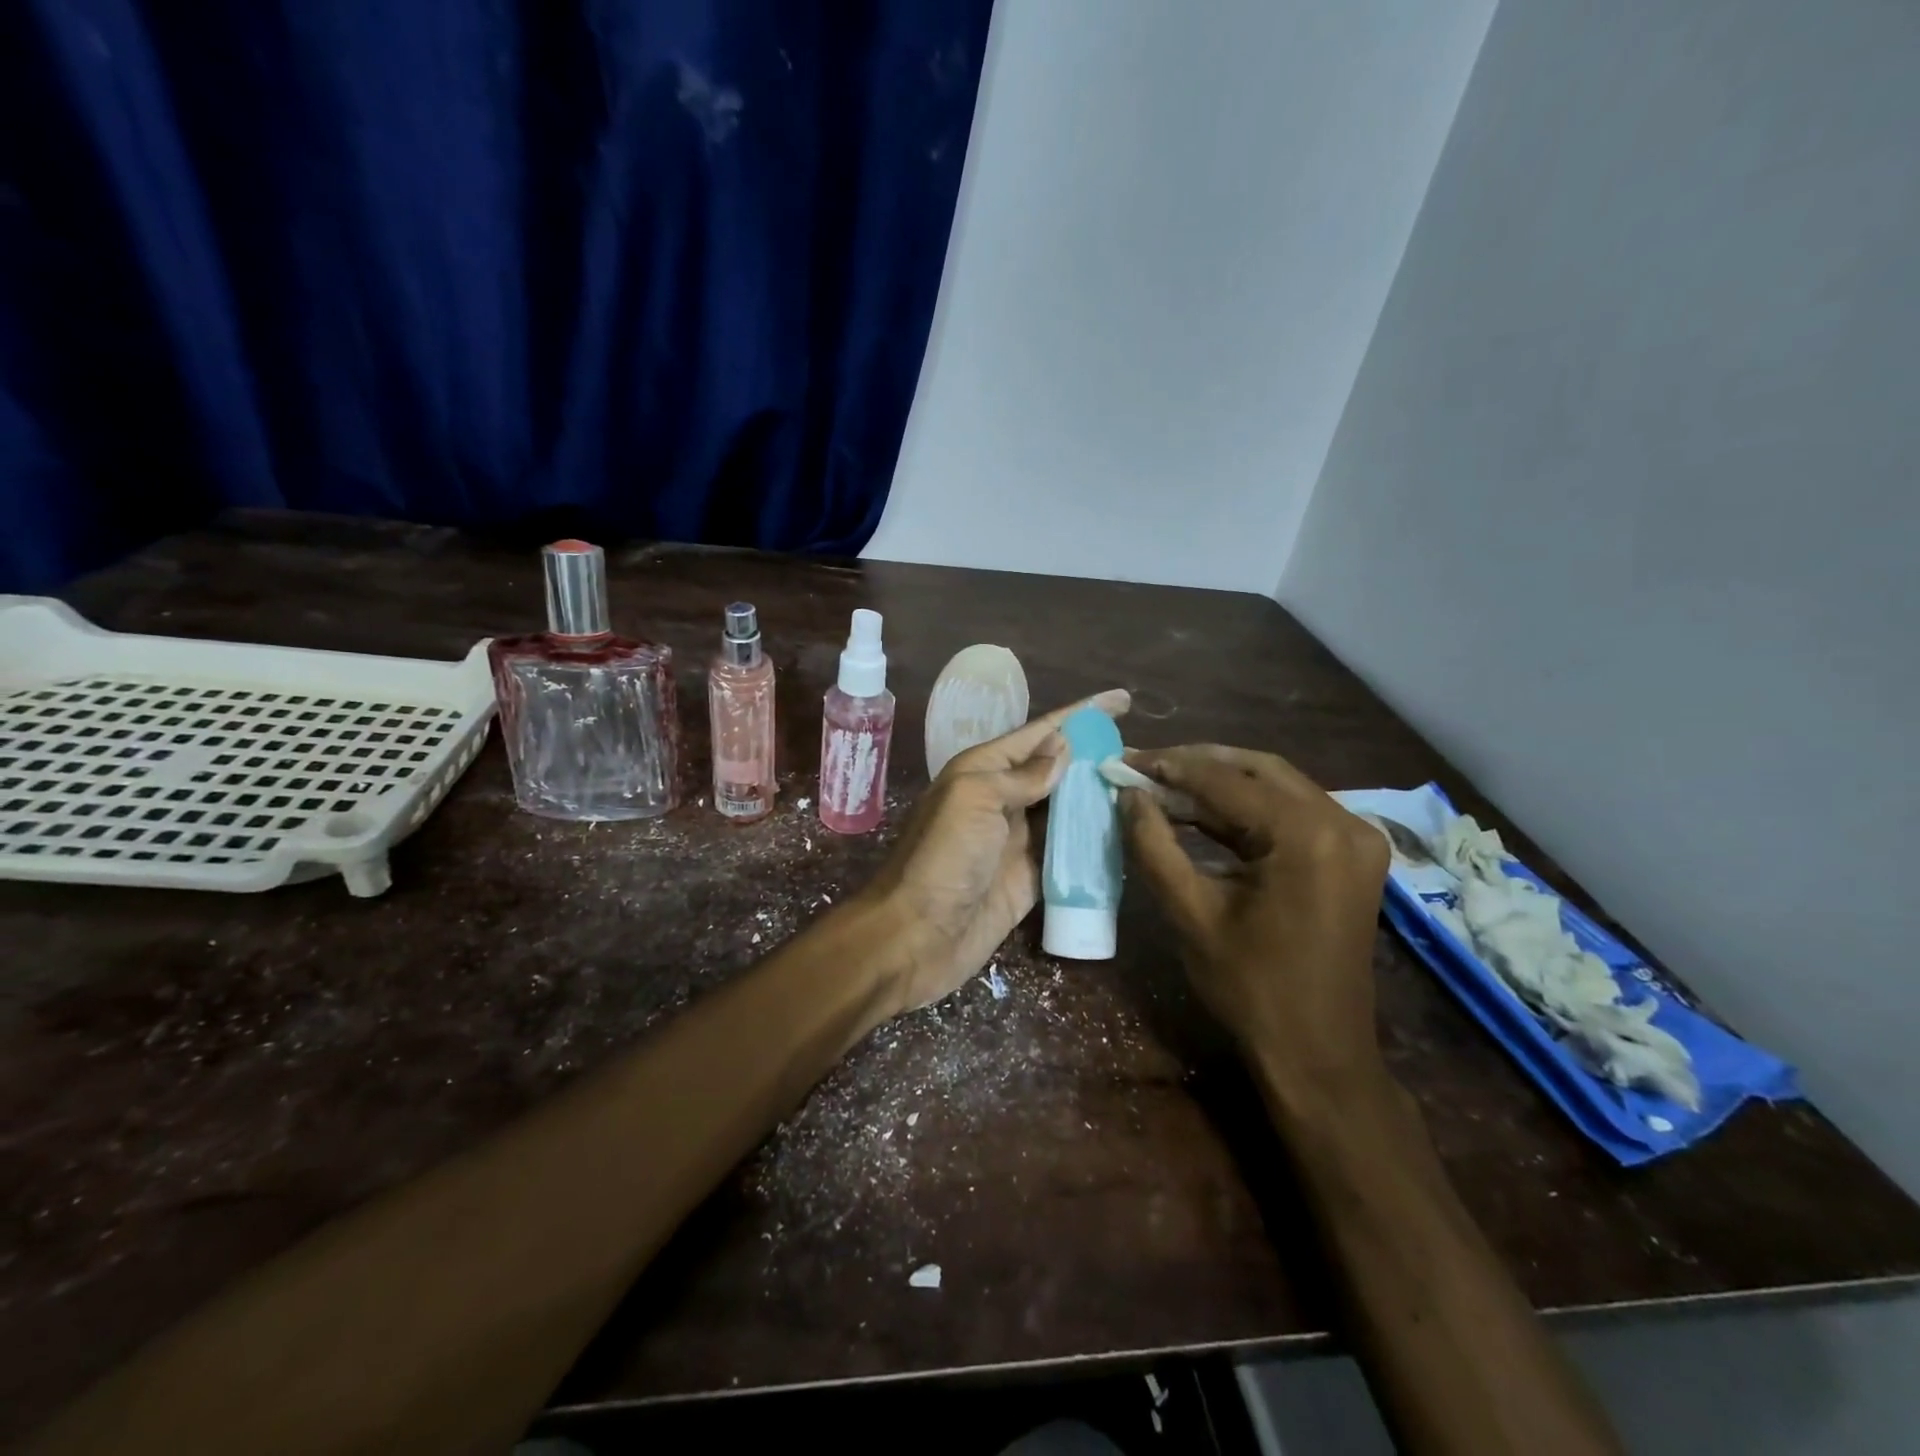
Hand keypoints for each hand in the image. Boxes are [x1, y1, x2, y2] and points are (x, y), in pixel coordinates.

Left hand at [863, 690, 1130, 1011]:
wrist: (917, 935)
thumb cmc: (943, 857)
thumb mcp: (975, 799)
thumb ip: (1021, 775)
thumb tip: (1062, 748)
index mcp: (984, 769)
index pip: (1041, 732)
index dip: (1080, 714)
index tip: (1123, 699)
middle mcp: (1003, 798)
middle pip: (1057, 768)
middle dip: (1096, 755)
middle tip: (1142, 751)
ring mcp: (1018, 839)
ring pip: (1067, 808)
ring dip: (1100, 796)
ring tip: (1143, 784)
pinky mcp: (1031, 877)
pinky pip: (1069, 851)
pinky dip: (1094, 840)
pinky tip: (1126, 830)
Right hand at [1119, 745, 1390, 1102]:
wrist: (1318, 1053)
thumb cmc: (1250, 987)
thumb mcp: (1190, 912)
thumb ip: (1154, 845)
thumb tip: (1129, 795)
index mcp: (1307, 836)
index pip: (1226, 782)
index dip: (1169, 768)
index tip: (1124, 761)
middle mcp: (1343, 822)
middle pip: (1258, 771)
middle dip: (1197, 764)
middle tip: (1145, 766)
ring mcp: (1355, 837)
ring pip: (1277, 786)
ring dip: (1220, 784)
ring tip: (1164, 785)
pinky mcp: (1352, 854)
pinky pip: (1293, 812)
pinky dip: (1246, 809)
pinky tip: (1203, 813)